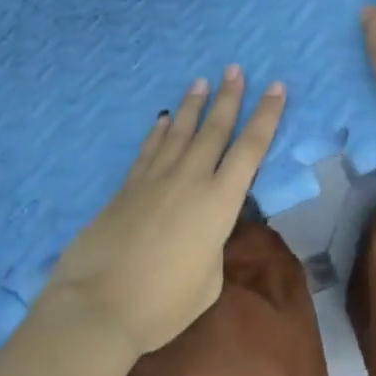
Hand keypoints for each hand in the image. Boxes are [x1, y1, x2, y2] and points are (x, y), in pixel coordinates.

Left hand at [38, 67, 285, 359]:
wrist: (98, 306)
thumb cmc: (162, 304)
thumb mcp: (208, 282)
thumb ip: (212, 247)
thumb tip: (202, 232)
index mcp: (219, 202)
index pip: (251, 149)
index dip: (267, 116)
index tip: (277, 87)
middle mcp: (190, 179)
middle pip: (215, 129)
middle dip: (229, 97)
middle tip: (234, 68)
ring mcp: (156, 178)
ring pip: (179, 131)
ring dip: (193, 105)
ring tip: (201, 81)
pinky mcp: (127, 187)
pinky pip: (149, 149)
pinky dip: (158, 131)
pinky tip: (162, 118)